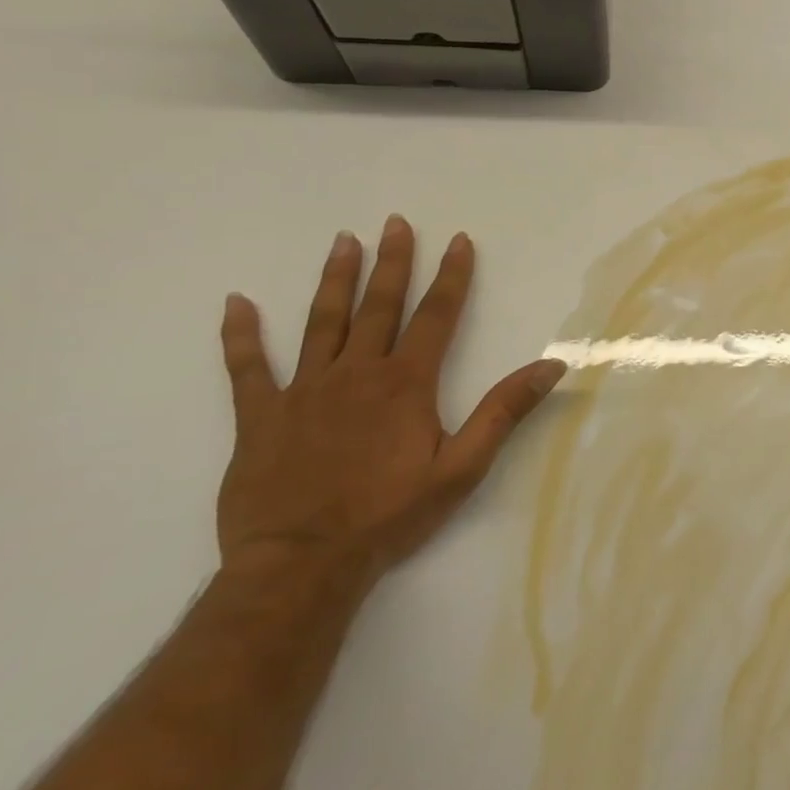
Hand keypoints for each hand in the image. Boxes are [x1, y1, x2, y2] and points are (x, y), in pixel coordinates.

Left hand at [215, 216, 565, 593]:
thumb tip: (552, 365)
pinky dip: (241, 335)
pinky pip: (246, 369)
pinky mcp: (259, 418)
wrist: (301, 566)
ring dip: (334, 280)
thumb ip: (504, 411)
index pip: (436, 316)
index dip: (452, 276)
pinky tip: (237, 304)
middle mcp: (356, 373)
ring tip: (343, 241)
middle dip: (393, 262)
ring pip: (321, 322)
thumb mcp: (463, 466)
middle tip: (396, 222)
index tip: (459, 241)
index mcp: (406, 383)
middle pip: (379, 306)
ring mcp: (303, 392)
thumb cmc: (390, 515)